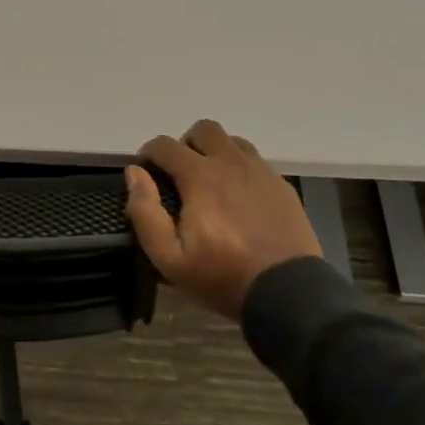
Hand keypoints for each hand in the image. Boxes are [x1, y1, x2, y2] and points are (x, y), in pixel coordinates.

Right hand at [123, 119, 322, 319]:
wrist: (290, 295)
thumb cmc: (223, 277)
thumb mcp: (170, 258)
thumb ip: (145, 212)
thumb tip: (134, 172)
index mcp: (199, 176)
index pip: (164, 145)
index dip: (149, 153)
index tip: (146, 173)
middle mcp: (230, 162)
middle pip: (203, 129)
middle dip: (186, 144)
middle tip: (180, 174)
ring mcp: (261, 171)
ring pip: (232, 141)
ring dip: (216, 152)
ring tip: (212, 182)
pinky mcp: (282, 186)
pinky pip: (256, 162)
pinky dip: (241, 169)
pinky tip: (240, 198)